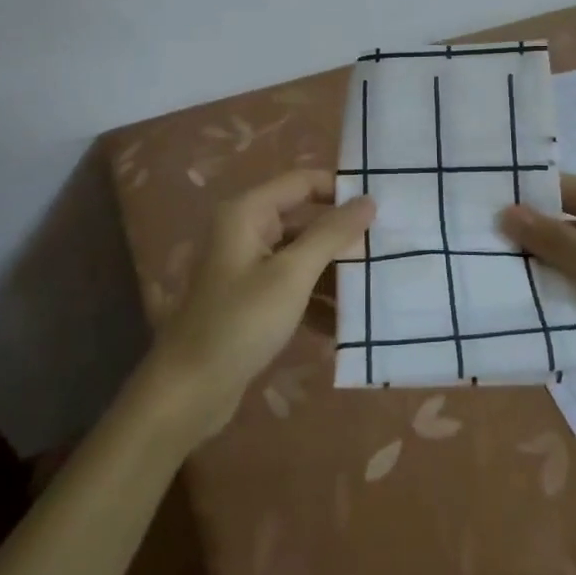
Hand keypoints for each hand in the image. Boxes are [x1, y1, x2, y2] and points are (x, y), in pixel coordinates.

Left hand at [144, 170, 373, 443]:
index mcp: (249, 212)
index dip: (341, 189)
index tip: (383, 206)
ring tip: (376, 286)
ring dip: (334, 271)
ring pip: (302, 255)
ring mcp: (248, 265)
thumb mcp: (291, 275)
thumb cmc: (240, 323)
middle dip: (343, 236)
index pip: (304, 182)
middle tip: (387, 247)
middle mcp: (247, 230)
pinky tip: (346, 322)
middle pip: (305, 219)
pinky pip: (293, 285)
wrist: (188, 392)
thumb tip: (368, 200)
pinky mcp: (252, 299)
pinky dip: (316, 298)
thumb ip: (331, 234)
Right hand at [501, 173, 575, 418]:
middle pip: (570, 227)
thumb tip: (507, 212)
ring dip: (548, 274)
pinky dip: (570, 299)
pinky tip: (538, 313)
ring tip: (499, 283)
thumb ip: (558, 242)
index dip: (528, 198)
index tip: (480, 209)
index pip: (568, 190)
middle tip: (480, 252)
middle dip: (532, 241)